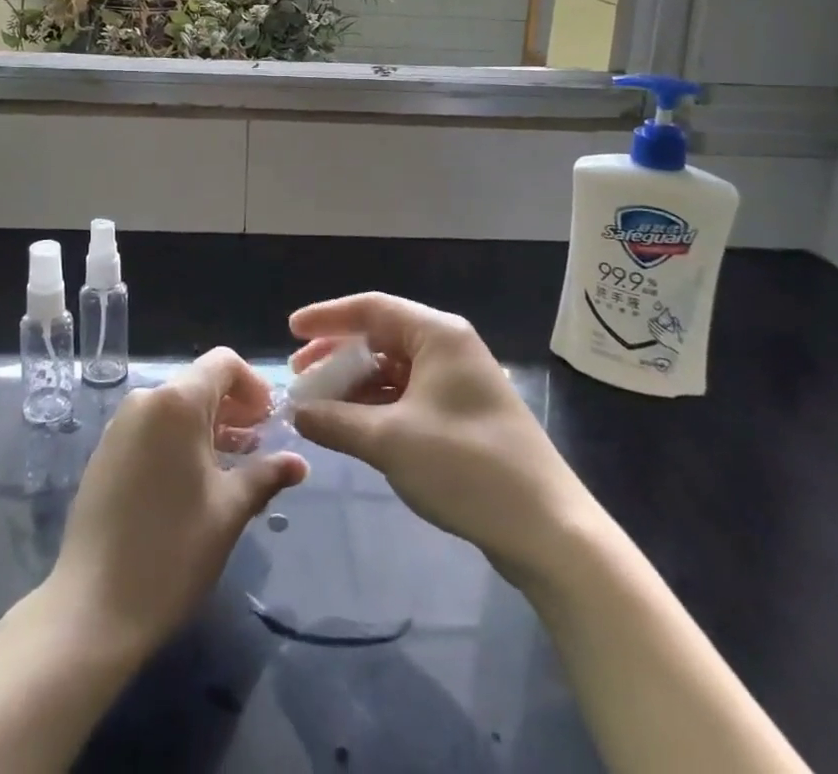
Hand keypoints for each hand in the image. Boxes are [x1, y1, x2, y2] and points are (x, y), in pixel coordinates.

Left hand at [46, 348, 306, 660]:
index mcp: (177, 403)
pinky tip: (193, 483)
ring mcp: (120, 426)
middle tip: (259, 448)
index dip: (253, 386)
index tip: (271, 422)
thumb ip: (266, 475)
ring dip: (208, 426)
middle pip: (199, 384)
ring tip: (232, 467)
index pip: (223, 363)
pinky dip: (179, 441)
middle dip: (234, 408)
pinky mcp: (105, 453)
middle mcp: (145, 401)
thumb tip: (299, 463)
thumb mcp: (229, 511)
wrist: (91, 609)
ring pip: (175, 408)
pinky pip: (152, 429)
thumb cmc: (172, 552)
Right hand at [288, 293, 587, 584]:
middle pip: (380, 337)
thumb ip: (337, 421)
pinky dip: (376, 405)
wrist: (547, 529)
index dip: (327, 318)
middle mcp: (448, 347)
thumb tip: (298, 412)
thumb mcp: (390, 442)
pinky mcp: (461, 413)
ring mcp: (457, 381)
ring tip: (318, 406)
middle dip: (337, 356)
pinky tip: (351, 425)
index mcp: (437, 334)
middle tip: (300, 377)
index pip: (371, 308)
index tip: (290, 331)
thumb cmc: (466, 467)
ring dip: (355, 385)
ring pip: (392, 369)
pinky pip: (407, 394)